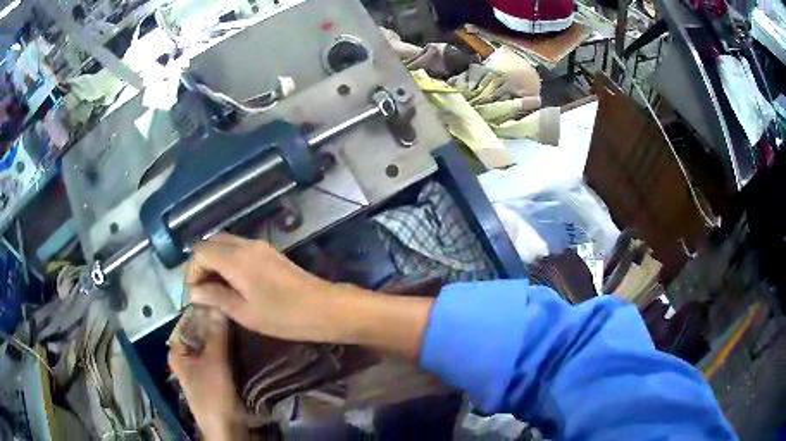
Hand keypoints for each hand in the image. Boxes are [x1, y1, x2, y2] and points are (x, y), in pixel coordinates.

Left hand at [168, 308, 244, 439]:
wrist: (225, 427)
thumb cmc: (212, 394)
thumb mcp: (214, 362)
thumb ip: (216, 334)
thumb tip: (218, 305)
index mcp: (177, 352)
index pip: (187, 322)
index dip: (202, 310)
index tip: (221, 299)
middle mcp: (186, 357)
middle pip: (199, 333)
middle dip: (215, 323)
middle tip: (234, 311)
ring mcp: (200, 368)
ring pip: (210, 345)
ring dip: (223, 337)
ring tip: (240, 324)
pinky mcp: (213, 377)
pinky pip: (219, 356)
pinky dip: (227, 349)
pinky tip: (240, 343)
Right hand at [187, 234, 348, 341]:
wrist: (325, 308)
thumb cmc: (284, 316)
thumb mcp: (245, 313)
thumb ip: (216, 297)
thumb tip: (195, 292)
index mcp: (236, 258)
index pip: (200, 252)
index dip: (192, 270)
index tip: (194, 293)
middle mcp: (246, 244)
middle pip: (212, 242)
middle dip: (202, 263)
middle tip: (202, 289)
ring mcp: (260, 246)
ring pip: (226, 243)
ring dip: (215, 260)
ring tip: (215, 288)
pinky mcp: (270, 252)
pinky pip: (240, 248)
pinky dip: (229, 260)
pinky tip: (233, 282)